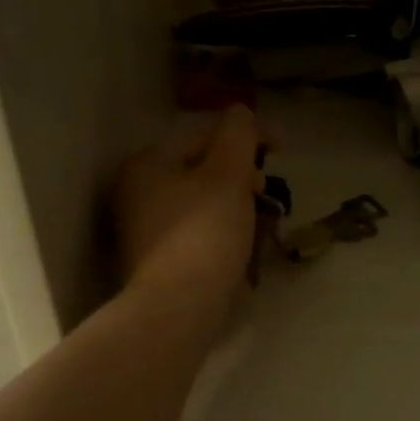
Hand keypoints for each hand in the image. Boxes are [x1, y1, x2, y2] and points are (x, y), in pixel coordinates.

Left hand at [113, 106, 266, 314]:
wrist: (179, 307)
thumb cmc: (204, 231)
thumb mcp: (228, 173)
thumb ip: (239, 134)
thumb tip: (242, 113)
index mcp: (147, 163)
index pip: (205, 136)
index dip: (249, 137)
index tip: (283, 150)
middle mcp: (136, 192)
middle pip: (203, 171)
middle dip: (243, 179)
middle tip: (266, 197)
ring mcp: (144, 230)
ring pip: (204, 204)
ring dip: (237, 208)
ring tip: (260, 228)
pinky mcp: (158, 261)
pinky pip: (198, 233)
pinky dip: (222, 234)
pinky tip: (242, 251)